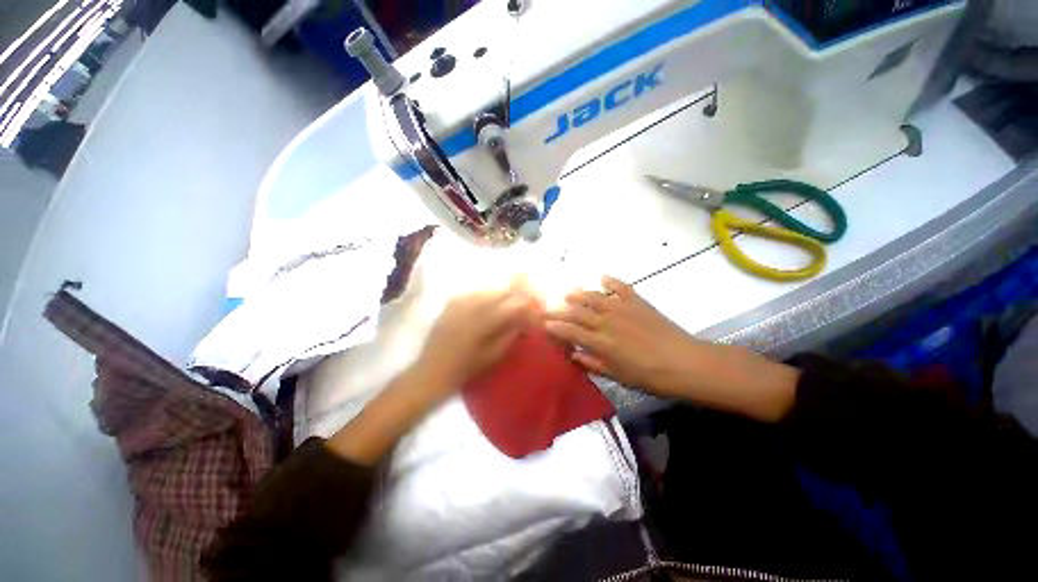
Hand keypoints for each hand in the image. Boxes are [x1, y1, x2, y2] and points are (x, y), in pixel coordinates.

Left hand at [413, 283, 537, 398]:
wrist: (432, 371)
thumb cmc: (465, 369)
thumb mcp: (493, 355)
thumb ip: (510, 334)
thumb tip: (524, 320)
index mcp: (483, 321)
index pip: (512, 305)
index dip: (526, 305)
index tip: (534, 309)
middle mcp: (472, 306)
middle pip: (501, 293)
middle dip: (516, 296)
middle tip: (525, 304)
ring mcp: (460, 302)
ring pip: (489, 291)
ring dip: (502, 295)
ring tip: (509, 304)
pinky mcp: (451, 303)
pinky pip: (475, 293)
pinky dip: (486, 297)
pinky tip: (489, 304)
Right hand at [545, 276, 798, 420]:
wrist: (685, 363)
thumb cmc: (649, 376)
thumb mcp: (618, 376)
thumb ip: (593, 363)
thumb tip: (573, 354)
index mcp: (601, 342)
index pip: (571, 331)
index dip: (555, 327)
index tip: (543, 324)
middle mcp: (607, 321)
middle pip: (577, 312)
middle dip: (560, 310)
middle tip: (548, 307)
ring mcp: (622, 308)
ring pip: (594, 297)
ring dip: (580, 294)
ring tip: (569, 292)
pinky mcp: (638, 302)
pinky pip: (621, 287)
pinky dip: (612, 281)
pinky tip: (603, 277)